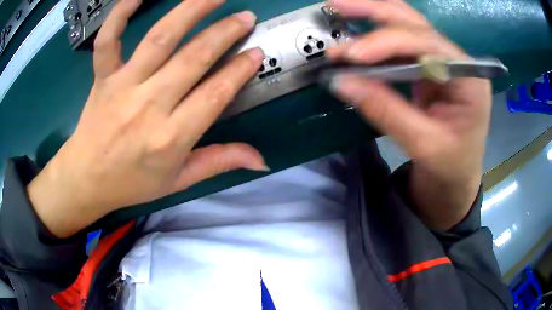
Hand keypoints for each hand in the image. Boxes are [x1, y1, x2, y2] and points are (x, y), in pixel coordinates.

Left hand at [27, 0, 267, 237]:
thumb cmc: (131, 183)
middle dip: (225, 33)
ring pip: (160, 38)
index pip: (215, 94)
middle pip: (193, 58)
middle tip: (245, 17)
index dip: (239, 70)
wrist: (86, 179)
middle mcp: (148, 106)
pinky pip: (108, 40)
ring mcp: (122, 86)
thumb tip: (262, 160)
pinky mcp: (102, 76)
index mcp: (170, 138)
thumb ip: (219, 163)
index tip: (256, 53)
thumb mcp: (178, 182)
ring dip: (191, 10)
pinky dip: (120, 13)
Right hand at [327, 0, 490, 228]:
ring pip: (406, 25)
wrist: (456, 176)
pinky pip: (400, 43)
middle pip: (414, 22)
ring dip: (371, 16)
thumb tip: (340, 81)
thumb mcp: (423, 145)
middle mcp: (457, 60)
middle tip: (335, 6)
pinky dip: (375, 37)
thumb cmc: (450, 166)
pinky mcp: (429, 67)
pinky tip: (356, 35)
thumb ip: (385, 110)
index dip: (386, 43)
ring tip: (339, 10)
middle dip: (374, 12)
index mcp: (469, 78)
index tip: (351, 56)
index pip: (426, 43)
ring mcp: (442, 61)